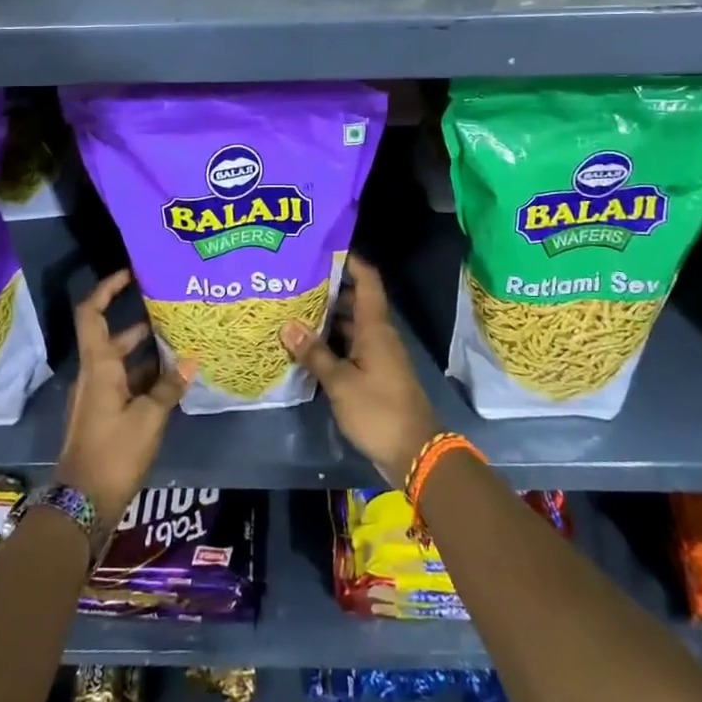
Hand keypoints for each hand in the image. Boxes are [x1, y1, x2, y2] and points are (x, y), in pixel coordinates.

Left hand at [55, 270, 194, 520]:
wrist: (83, 503)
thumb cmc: (114, 452)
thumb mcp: (149, 417)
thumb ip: (169, 387)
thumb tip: (190, 360)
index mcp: (98, 366)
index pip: (92, 314)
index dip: (107, 289)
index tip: (130, 274)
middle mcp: (94, 374)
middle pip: (111, 336)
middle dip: (139, 321)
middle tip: (170, 309)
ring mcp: (98, 396)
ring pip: (121, 361)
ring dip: (146, 351)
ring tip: (180, 341)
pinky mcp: (105, 415)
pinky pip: (125, 383)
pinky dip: (145, 376)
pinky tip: (172, 379)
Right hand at [282, 254, 439, 487]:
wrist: (415, 452)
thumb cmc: (378, 410)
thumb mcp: (340, 382)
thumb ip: (314, 353)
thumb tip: (287, 325)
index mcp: (375, 327)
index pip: (367, 281)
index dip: (350, 261)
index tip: (324, 248)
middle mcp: (379, 334)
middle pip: (355, 301)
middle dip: (328, 290)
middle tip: (295, 282)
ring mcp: (378, 355)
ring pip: (352, 326)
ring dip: (328, 319)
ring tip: (294, 311)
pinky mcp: (375, 375)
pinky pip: (352, 347)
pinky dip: (332, 343)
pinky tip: (308, 347)